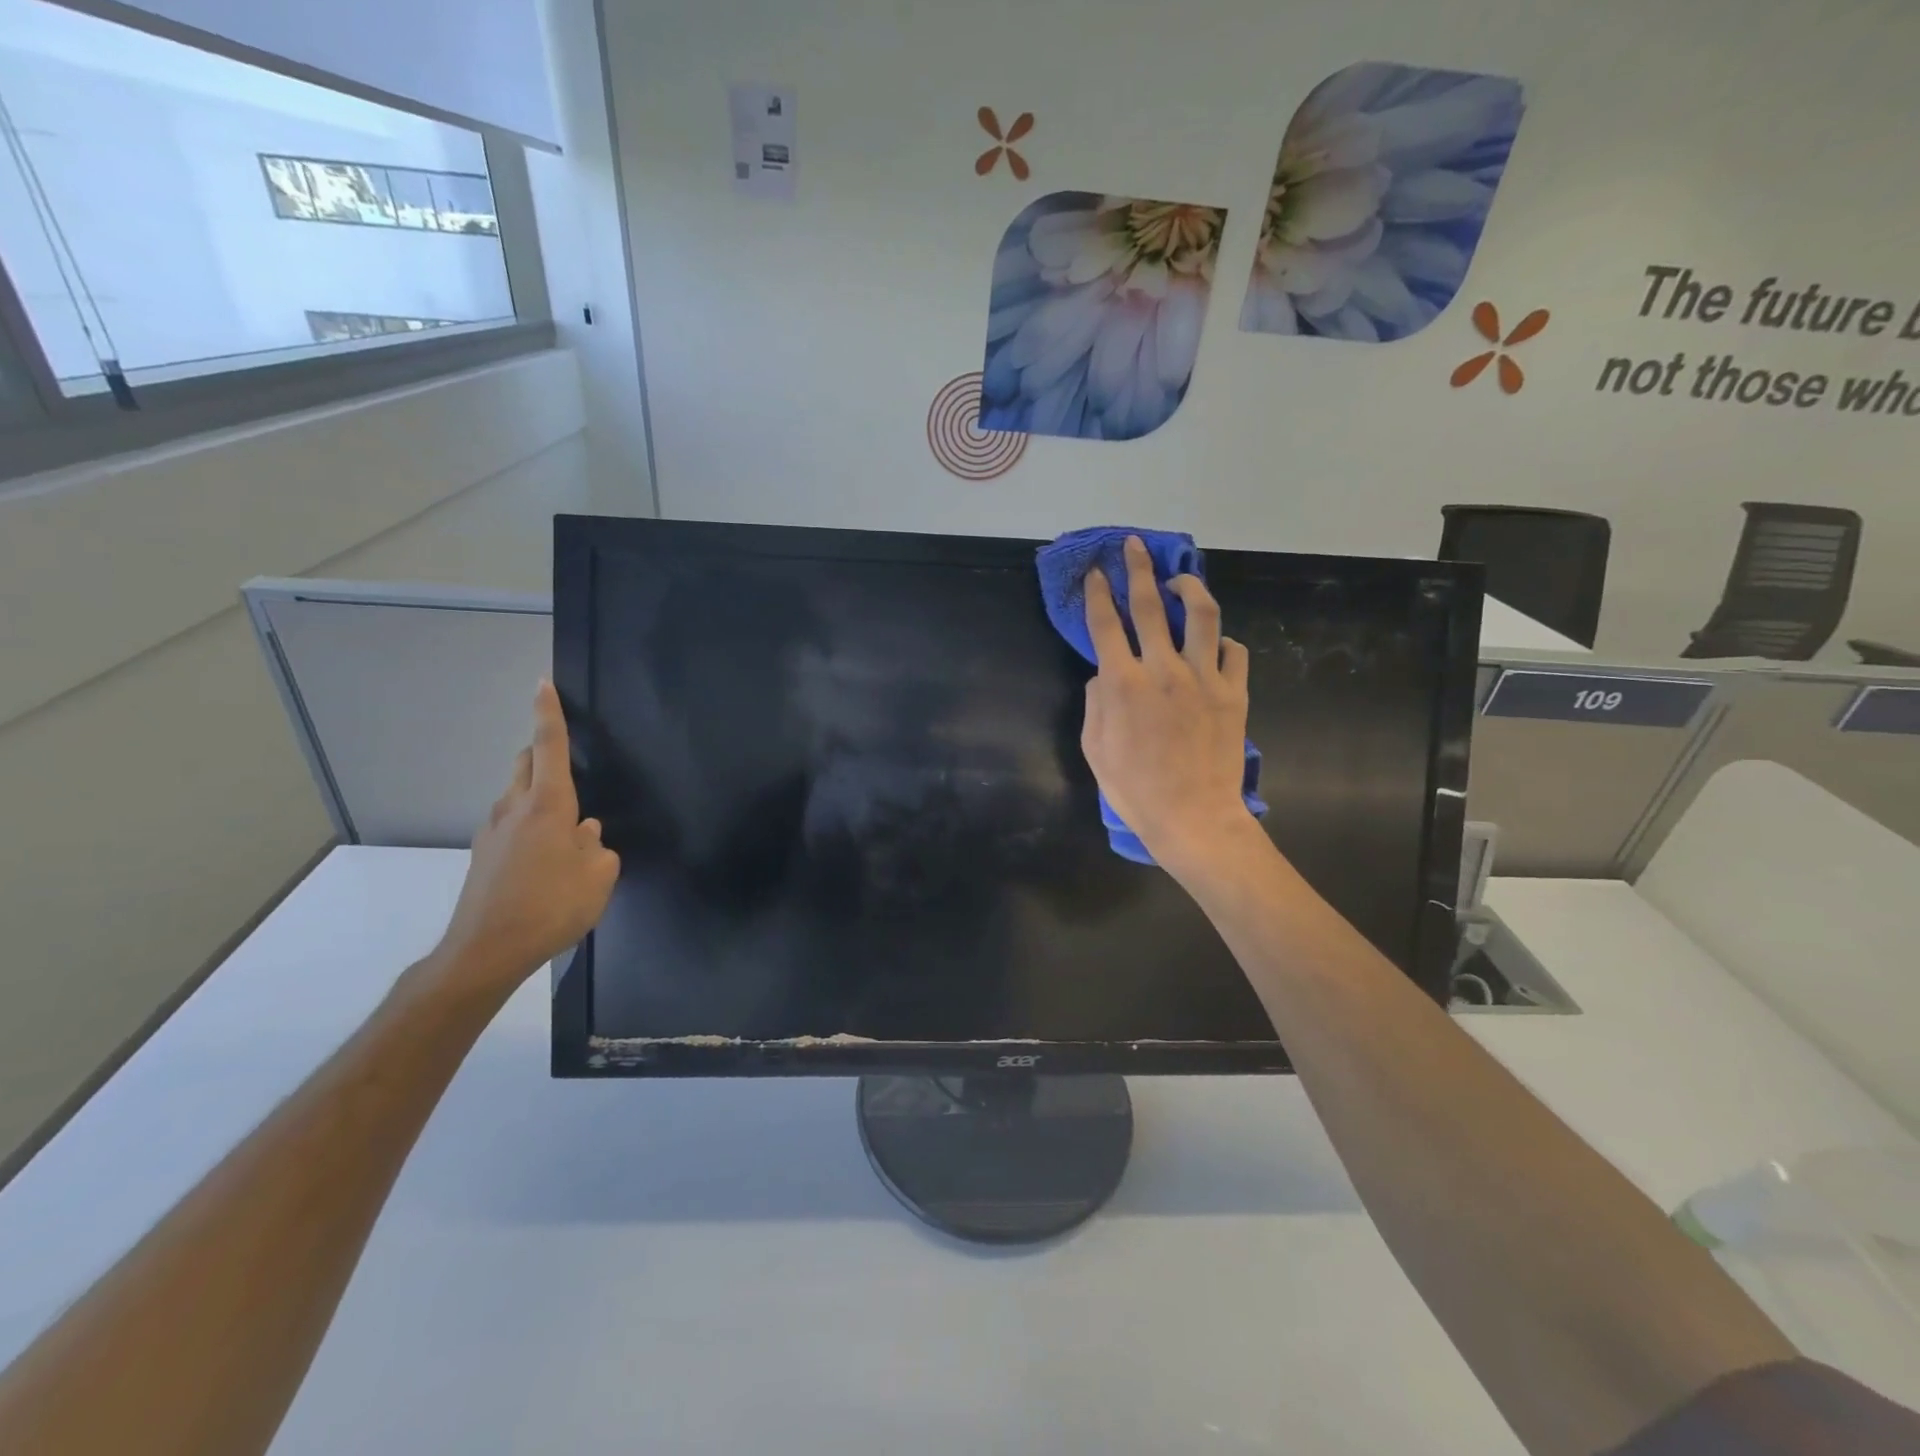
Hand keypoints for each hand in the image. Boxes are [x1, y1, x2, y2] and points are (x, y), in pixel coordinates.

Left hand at [428, 679, 619, 1000]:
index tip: (542, 684)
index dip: (547, 714)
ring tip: (567, 826)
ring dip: (538, 794)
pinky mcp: (483, 856)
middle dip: (543, 753)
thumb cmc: (551, 907)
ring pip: (516, 794)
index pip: (548, 747)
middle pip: (526, 765)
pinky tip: (546, 857)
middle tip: (569, 766)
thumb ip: (597, 848)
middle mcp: (514, 809)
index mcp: (547, 806)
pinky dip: (529, 824)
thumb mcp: (598, 877)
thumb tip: (586, 834)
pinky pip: (510, 824)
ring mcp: (493, 833)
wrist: (485, 952)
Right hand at [1080, 536, 1258, 875]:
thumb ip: (1096, 704)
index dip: (1099, 594)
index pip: (1106, 625)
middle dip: (1139, 569)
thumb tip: (1105, 674)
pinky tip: (1215, 644)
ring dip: (1190, 588)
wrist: (1192, 817)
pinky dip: (1223, 642)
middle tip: (1133, 546)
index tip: (1097, 573)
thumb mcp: (1095, 750)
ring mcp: (1204, 679)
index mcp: (1123, 684)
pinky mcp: (1234, 693)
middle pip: (1150, 605)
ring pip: (1203, 616)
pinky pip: (1234, 653)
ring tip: (1181, 579)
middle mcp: (1163, 670)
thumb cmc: (1135, 790)